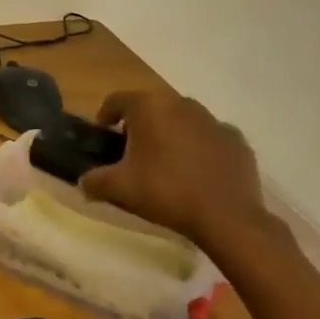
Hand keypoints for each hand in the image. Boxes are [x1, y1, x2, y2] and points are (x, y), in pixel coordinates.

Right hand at [79, 83, 272, 249]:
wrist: (227, 218)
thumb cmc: (166, 192)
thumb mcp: (120, 188)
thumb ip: (94, 180)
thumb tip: (83, 182)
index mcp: (149, 107)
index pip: (117, 100)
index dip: (106, 115)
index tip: (104, 135)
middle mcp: (180, 103)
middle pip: (152, 107)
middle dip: (141, 125)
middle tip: (134, 152)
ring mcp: (213, 120)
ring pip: (183, 120)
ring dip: (172, 133)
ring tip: (168, 162)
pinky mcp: (237, 140)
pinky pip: (211, 137)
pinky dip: (202, 148)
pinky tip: (200, 172)